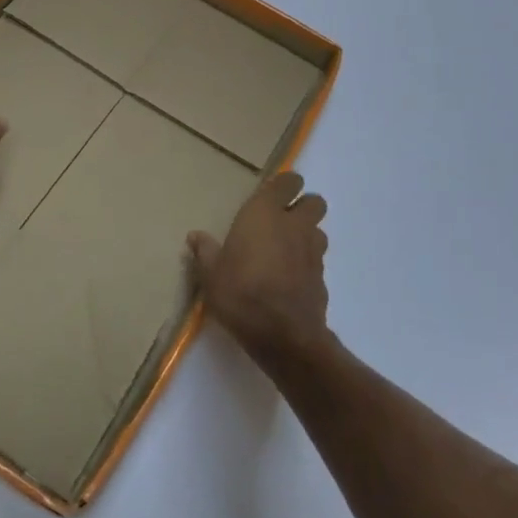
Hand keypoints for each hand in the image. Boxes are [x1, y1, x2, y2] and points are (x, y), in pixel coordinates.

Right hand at [188, 171, 330, 366]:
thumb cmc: (240, 293)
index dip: (283, 184)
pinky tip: (289, 278)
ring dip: (307, 234)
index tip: (270, 194)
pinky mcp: (322, 278)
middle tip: (281, 220)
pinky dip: (306, 263)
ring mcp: (312, 252)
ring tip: (285, 249)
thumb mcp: (211, 274)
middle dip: (303, 206)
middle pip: (314, 202)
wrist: (283, 335)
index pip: (287, 182)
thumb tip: (195, 236)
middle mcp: (294, 226)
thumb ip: (205, 251)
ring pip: (319, 230)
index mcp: (265, 214)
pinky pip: (317, 260)